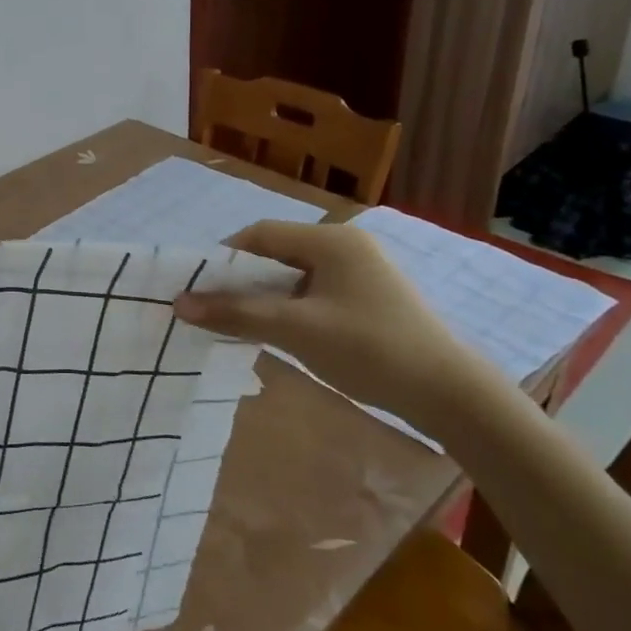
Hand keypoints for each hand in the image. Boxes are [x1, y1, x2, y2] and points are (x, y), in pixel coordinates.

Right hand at [174, 221, 499, 437]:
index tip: (197, 286)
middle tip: (212, 306)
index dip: (223, 257)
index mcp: (332, 240)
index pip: (260, 235)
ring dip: (263, 296)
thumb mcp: (296, 330)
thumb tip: (179, 304)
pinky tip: (275, 331)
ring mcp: (360, 272)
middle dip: (241, 279)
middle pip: (276, 253)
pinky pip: (313, 292)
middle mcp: (346, 246)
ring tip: (236, 322)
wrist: (451, 396)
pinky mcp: (367, 298)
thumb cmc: (369, 350)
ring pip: (293, 275)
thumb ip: (236, 313)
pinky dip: (288, 307)